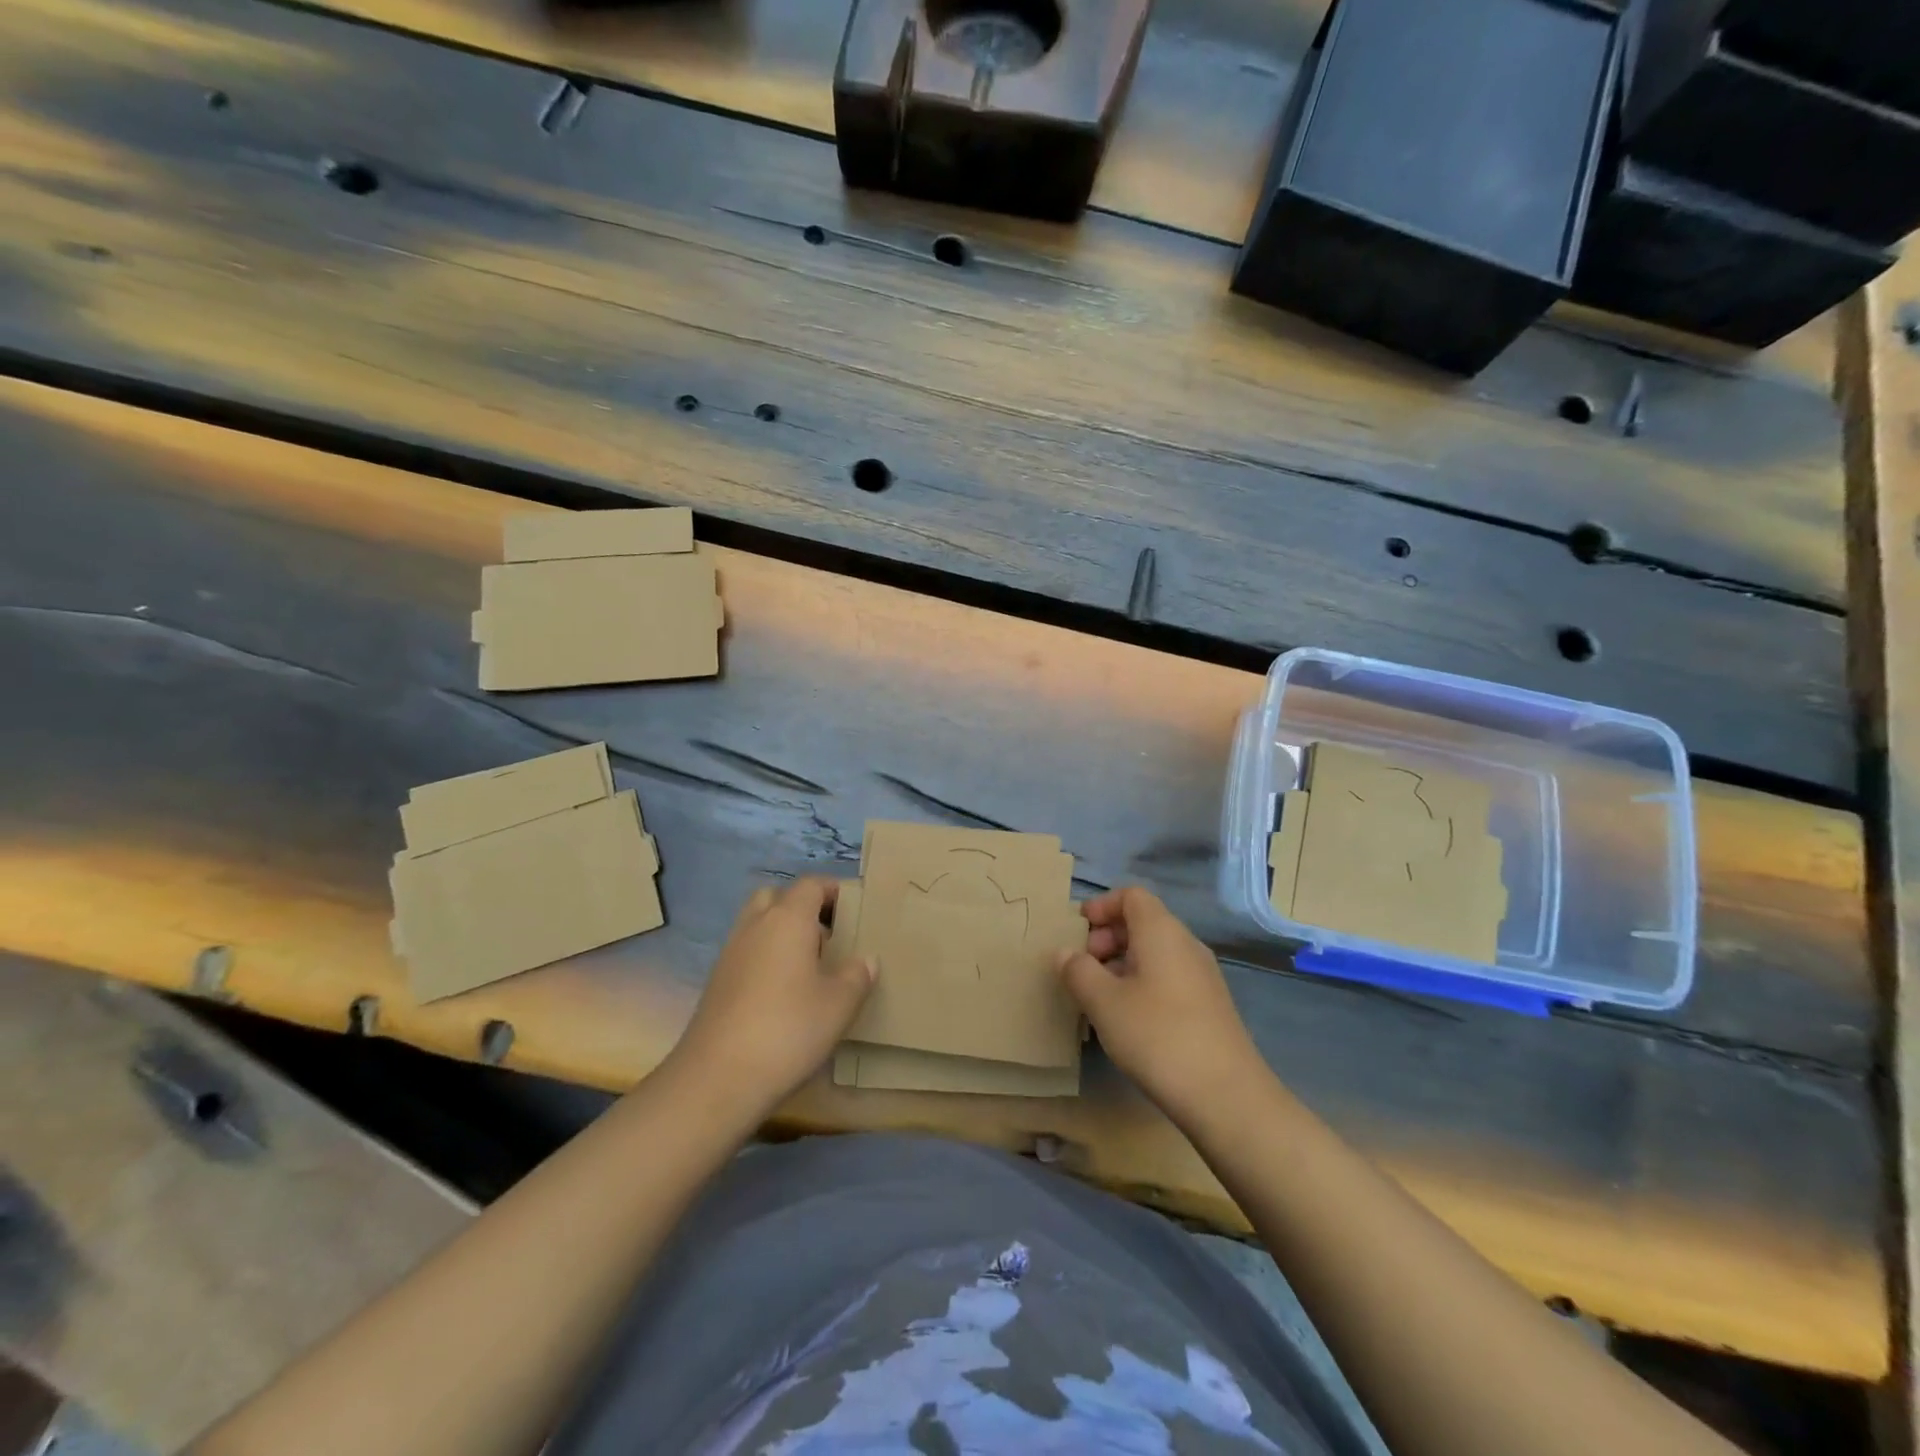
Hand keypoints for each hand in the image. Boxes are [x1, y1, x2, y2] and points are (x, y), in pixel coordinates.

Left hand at [669, 879, 874, 1116]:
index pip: (811, 885)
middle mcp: (755, 926)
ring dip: (781, 932)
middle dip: (802, 907)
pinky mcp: (716, 981)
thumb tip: (865, 960)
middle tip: (828, 935)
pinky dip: (765, 957)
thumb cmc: (788, 1030)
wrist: (717, 1077)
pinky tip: (782, 992)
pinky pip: (746, 951)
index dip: (833, 891)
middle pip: (777, 896)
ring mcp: (730, 953)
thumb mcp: (839, 1005)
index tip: (854, 909)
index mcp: (788, 919)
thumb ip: (856, 976)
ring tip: (808, 965)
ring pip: (757, 923)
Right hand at [1058, 887, 1263, 1121]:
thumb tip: (1065, 952)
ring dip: (1122, 963)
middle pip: (1143, 922)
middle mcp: (1186, 944)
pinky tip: (1127, 1019)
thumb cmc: (1157, 1036)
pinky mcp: (1209, 1005)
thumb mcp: (1103, 1002)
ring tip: (1098, 997)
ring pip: (1155, 952)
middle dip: (1107, 937)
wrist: (1226, 1095)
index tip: (1077, 931)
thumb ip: (1078, 970)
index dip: (1101, 906)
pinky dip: (1141, 983)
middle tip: (1082, 968)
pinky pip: (1168, 976)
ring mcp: (1202, 975)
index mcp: (1161, 931)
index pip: (1131, 895)